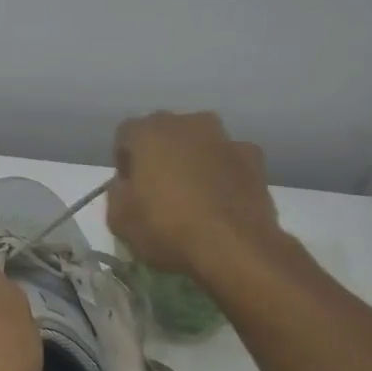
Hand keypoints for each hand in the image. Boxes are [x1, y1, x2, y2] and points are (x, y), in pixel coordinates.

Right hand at [108, 111, 292, 277]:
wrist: (235, 247)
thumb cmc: (167, 228)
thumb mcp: (119, 220)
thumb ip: (117, 193)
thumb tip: (127, 185)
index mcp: (149, 132)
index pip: (125, 135)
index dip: (124, 161)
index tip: (129, 188)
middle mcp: (188, 123)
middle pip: (165, 134)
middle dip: (159, 156)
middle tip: (158, 190)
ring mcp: (225, 138)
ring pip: (199, 144)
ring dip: (192, 161)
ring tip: (193, 197)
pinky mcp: (254, 158)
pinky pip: (227, 160)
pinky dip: (221, 174)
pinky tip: (221, 202)